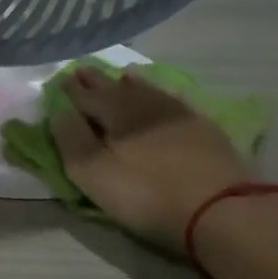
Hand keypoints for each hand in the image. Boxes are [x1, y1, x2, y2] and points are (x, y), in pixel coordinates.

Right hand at [49, 67, 249, 250]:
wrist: (219, 208)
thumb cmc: (146, 194)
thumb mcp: (94, 173)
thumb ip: (71, 140)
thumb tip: (59, 111)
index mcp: (115, 112)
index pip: (86, 96)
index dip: (70, 90)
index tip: (59, 81)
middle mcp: (145, 104)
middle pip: (115, 88)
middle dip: (97, 81)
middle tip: (83, 70)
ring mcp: (178, 114)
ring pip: (147, 90)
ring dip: (129, 83)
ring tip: (121, 76)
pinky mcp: (203, 129)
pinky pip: (173, 101)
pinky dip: (159, 95)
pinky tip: (161, 97)